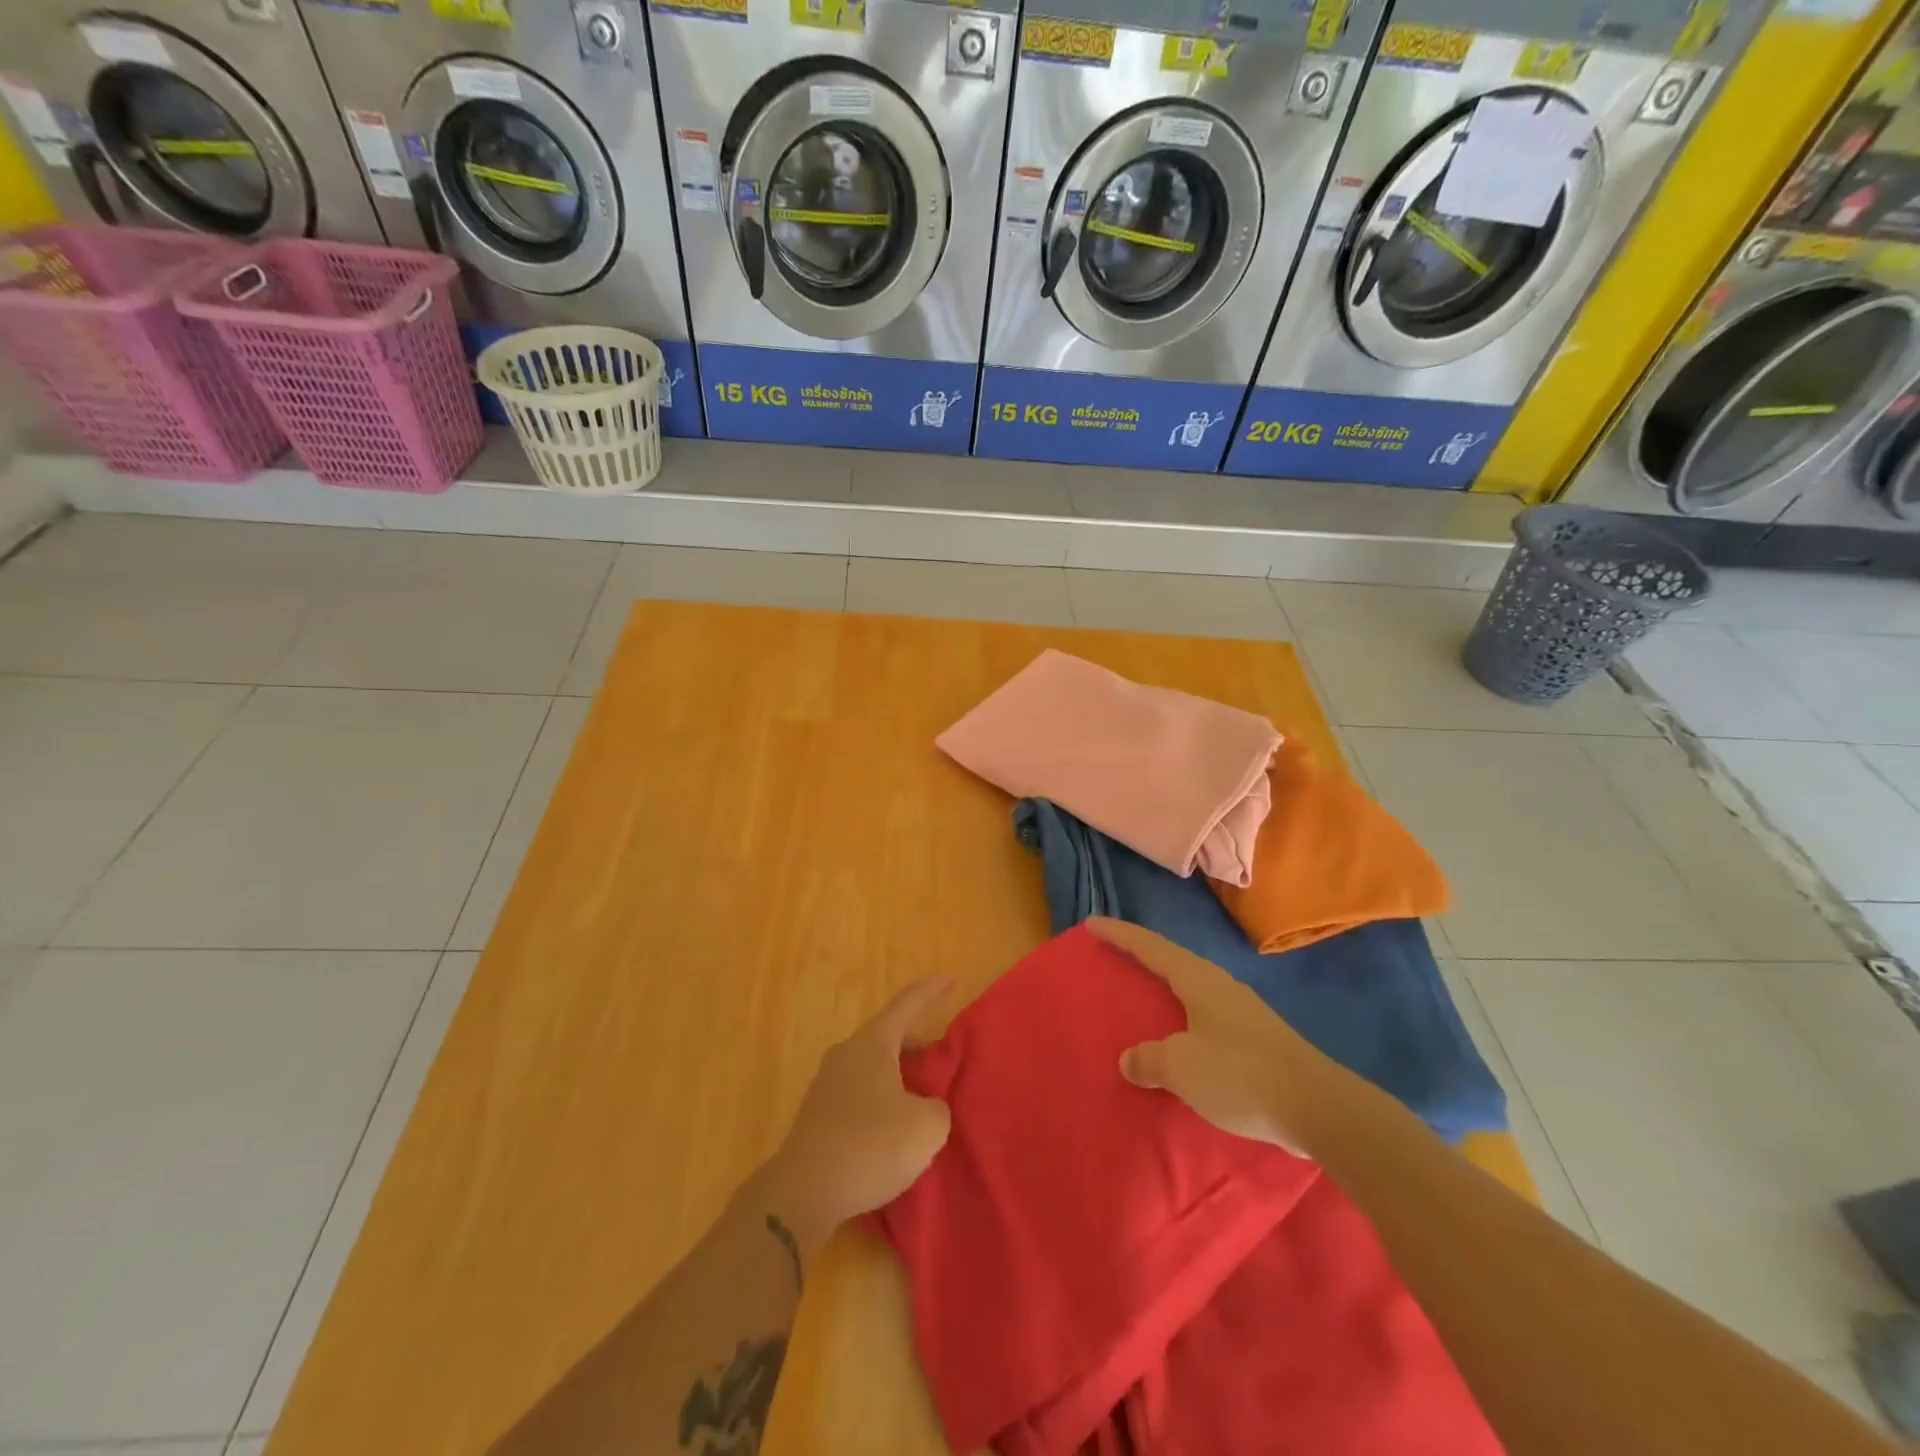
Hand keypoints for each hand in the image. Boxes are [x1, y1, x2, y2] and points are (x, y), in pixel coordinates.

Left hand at [758, 976, 953, 1251]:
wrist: (803, 1192)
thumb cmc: (871, 1145)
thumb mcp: (926, 1127)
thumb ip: (936, 1109)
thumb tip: (925, 1108)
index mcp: (872, 1044)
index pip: (906, 1004)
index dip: (931, 991)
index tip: (950, 980)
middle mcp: (846, 1055)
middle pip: (886, 1037)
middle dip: (915, 1043)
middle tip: (939, 1057)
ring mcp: (826, 1085)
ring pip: (871, 1067)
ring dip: (896, 1076)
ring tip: (920, 1099)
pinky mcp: (817, 1116)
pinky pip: (858, 1094)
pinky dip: (880, 1100)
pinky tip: (892, 1129)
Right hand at [1089, 917, 1321, 1156]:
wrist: (1317, 1107)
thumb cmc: (1241, 1074)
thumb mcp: (1182, 1066)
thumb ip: (1150, 1059)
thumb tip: (1129, 1059)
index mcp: (1198, 979)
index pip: (1150, 946)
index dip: (1120, 934)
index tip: (1092, 923)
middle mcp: (1219, 986)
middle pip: (1171, 961)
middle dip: (1141, 958)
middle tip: (1112, 959)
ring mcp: (1240, 1011)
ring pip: (1190, 990)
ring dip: (1163, 992)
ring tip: (1140, 1000)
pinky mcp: (1255, 1039)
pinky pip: (1204, 1018)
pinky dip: (1181, 1021)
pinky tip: (1177, 1041)